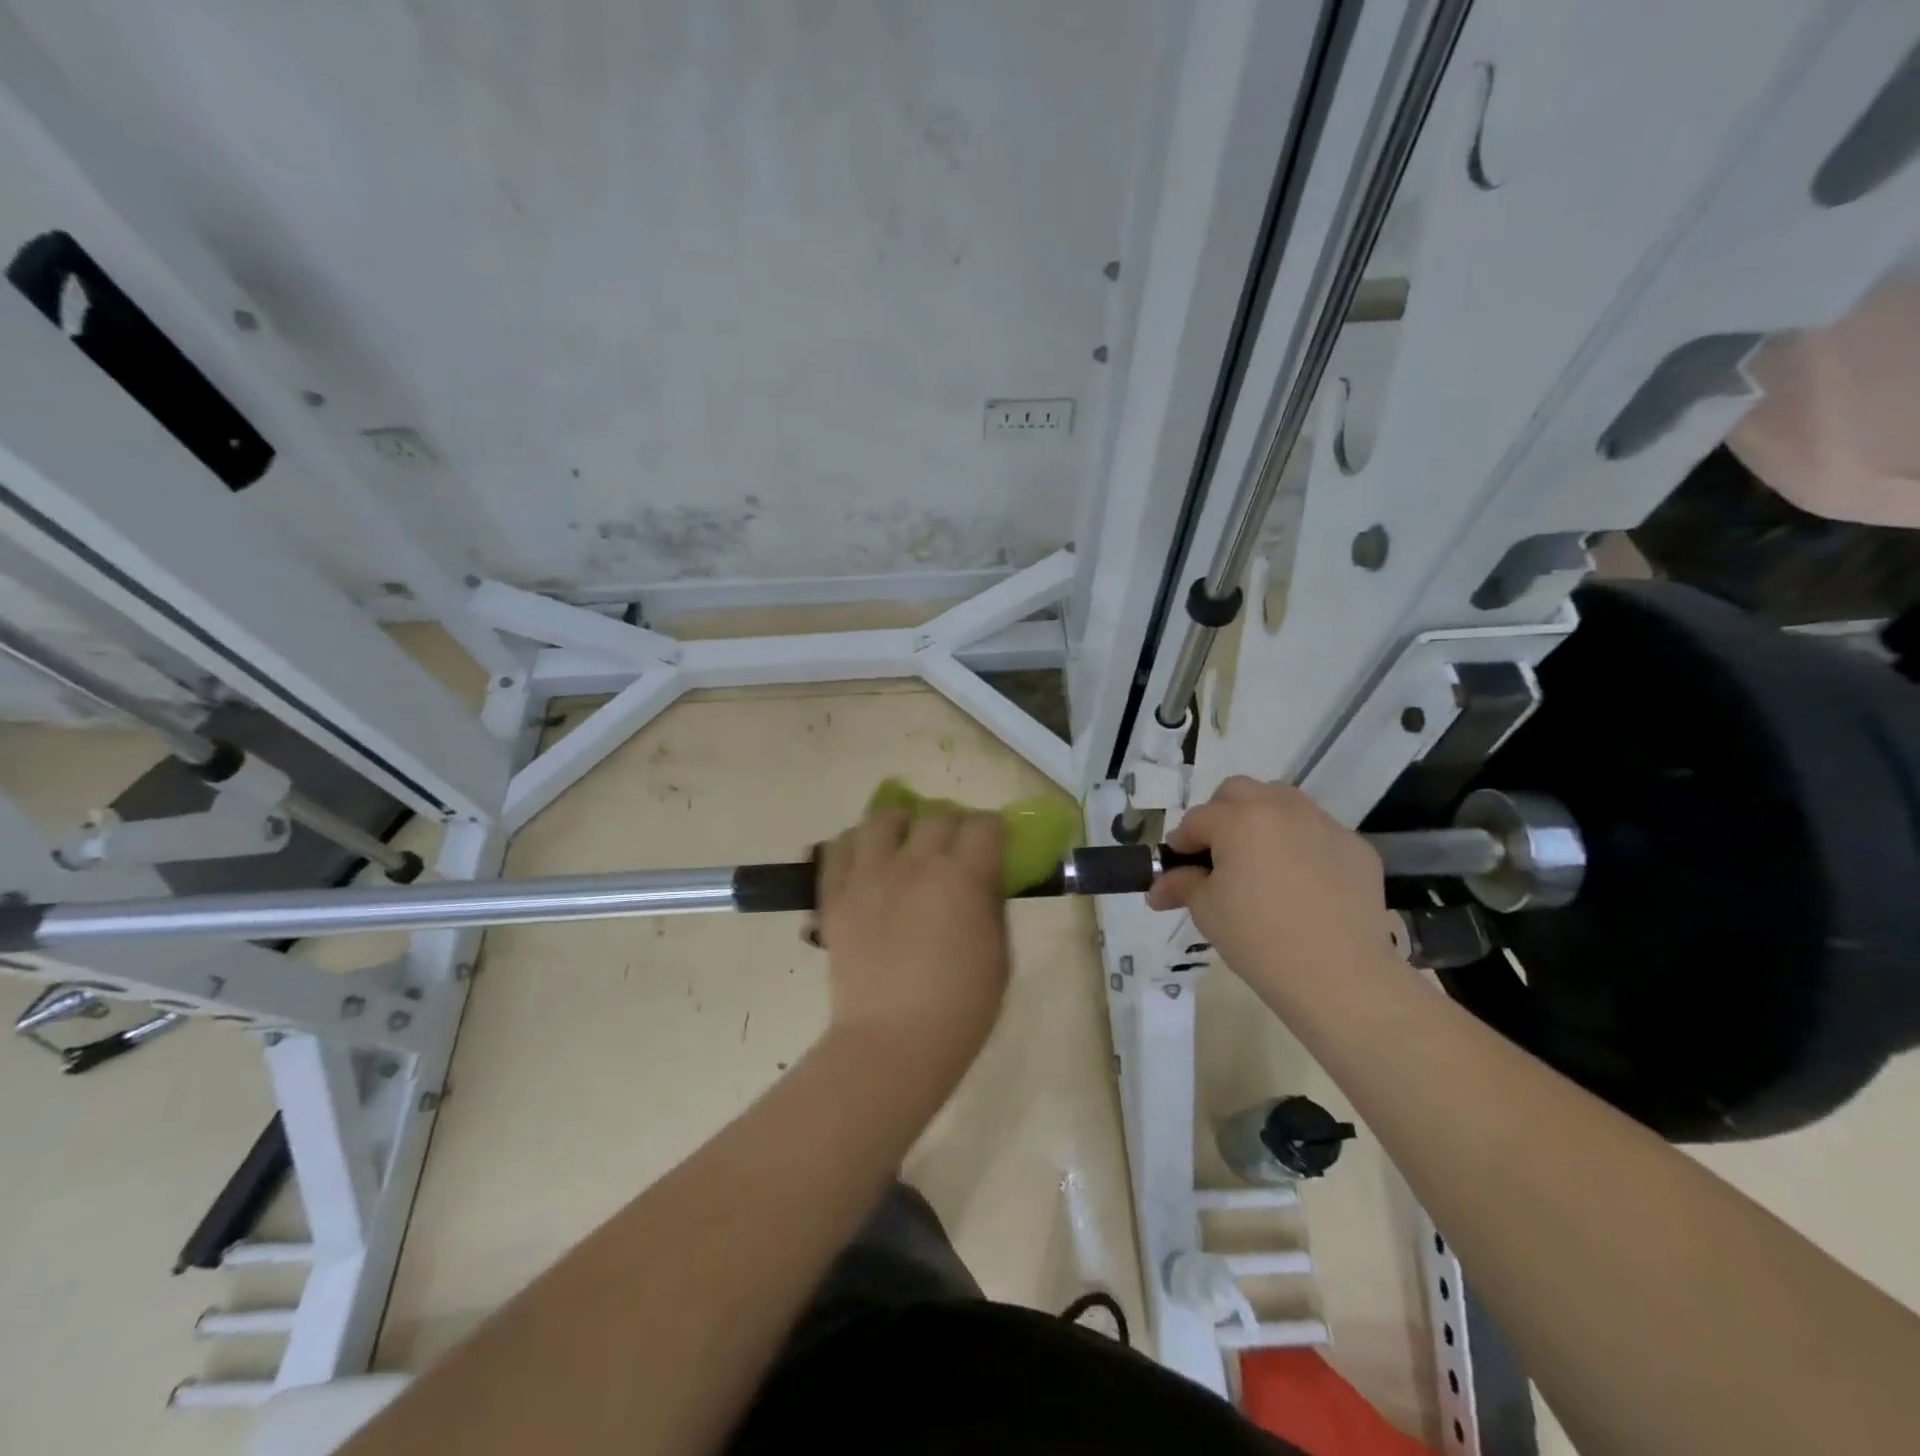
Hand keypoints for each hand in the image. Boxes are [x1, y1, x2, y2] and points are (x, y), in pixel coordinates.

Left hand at [816, 806, 1009, 1079]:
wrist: (892, 1043)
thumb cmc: (960, 1008)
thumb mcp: (999, 954)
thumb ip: (991, 904)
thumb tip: (984, 876)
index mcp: (962, 877)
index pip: (985, 825)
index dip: (994, 830)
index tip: (994, 845)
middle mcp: (915, 863)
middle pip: (938, 814)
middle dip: (954, 825)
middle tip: (955, 850)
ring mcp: (869, 874)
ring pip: (883, 818)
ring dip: (903, 824)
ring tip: (906, 844)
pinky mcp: (835, 893)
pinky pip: (839, 846)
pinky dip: (857, 844)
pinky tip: (868, 862)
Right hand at [1147, 777, 1395, 996]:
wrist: (1340, 977)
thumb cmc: (1259, 940)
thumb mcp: (1207, 912)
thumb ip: (1182, 885)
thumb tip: (1158, 887)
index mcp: (1239, 820)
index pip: (1197, 819)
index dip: (1182, 842)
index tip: (1178, 866)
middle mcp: (1282, 809)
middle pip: (1238, 792)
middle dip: (1220, 815)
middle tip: (1218, 853)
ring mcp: (1324, 825)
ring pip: (1283, 801)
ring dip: (1262, 819)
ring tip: (1260, 859)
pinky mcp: (1356, 847)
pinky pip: (1318, 832)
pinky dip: (1302, 845)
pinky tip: (1303, 882)